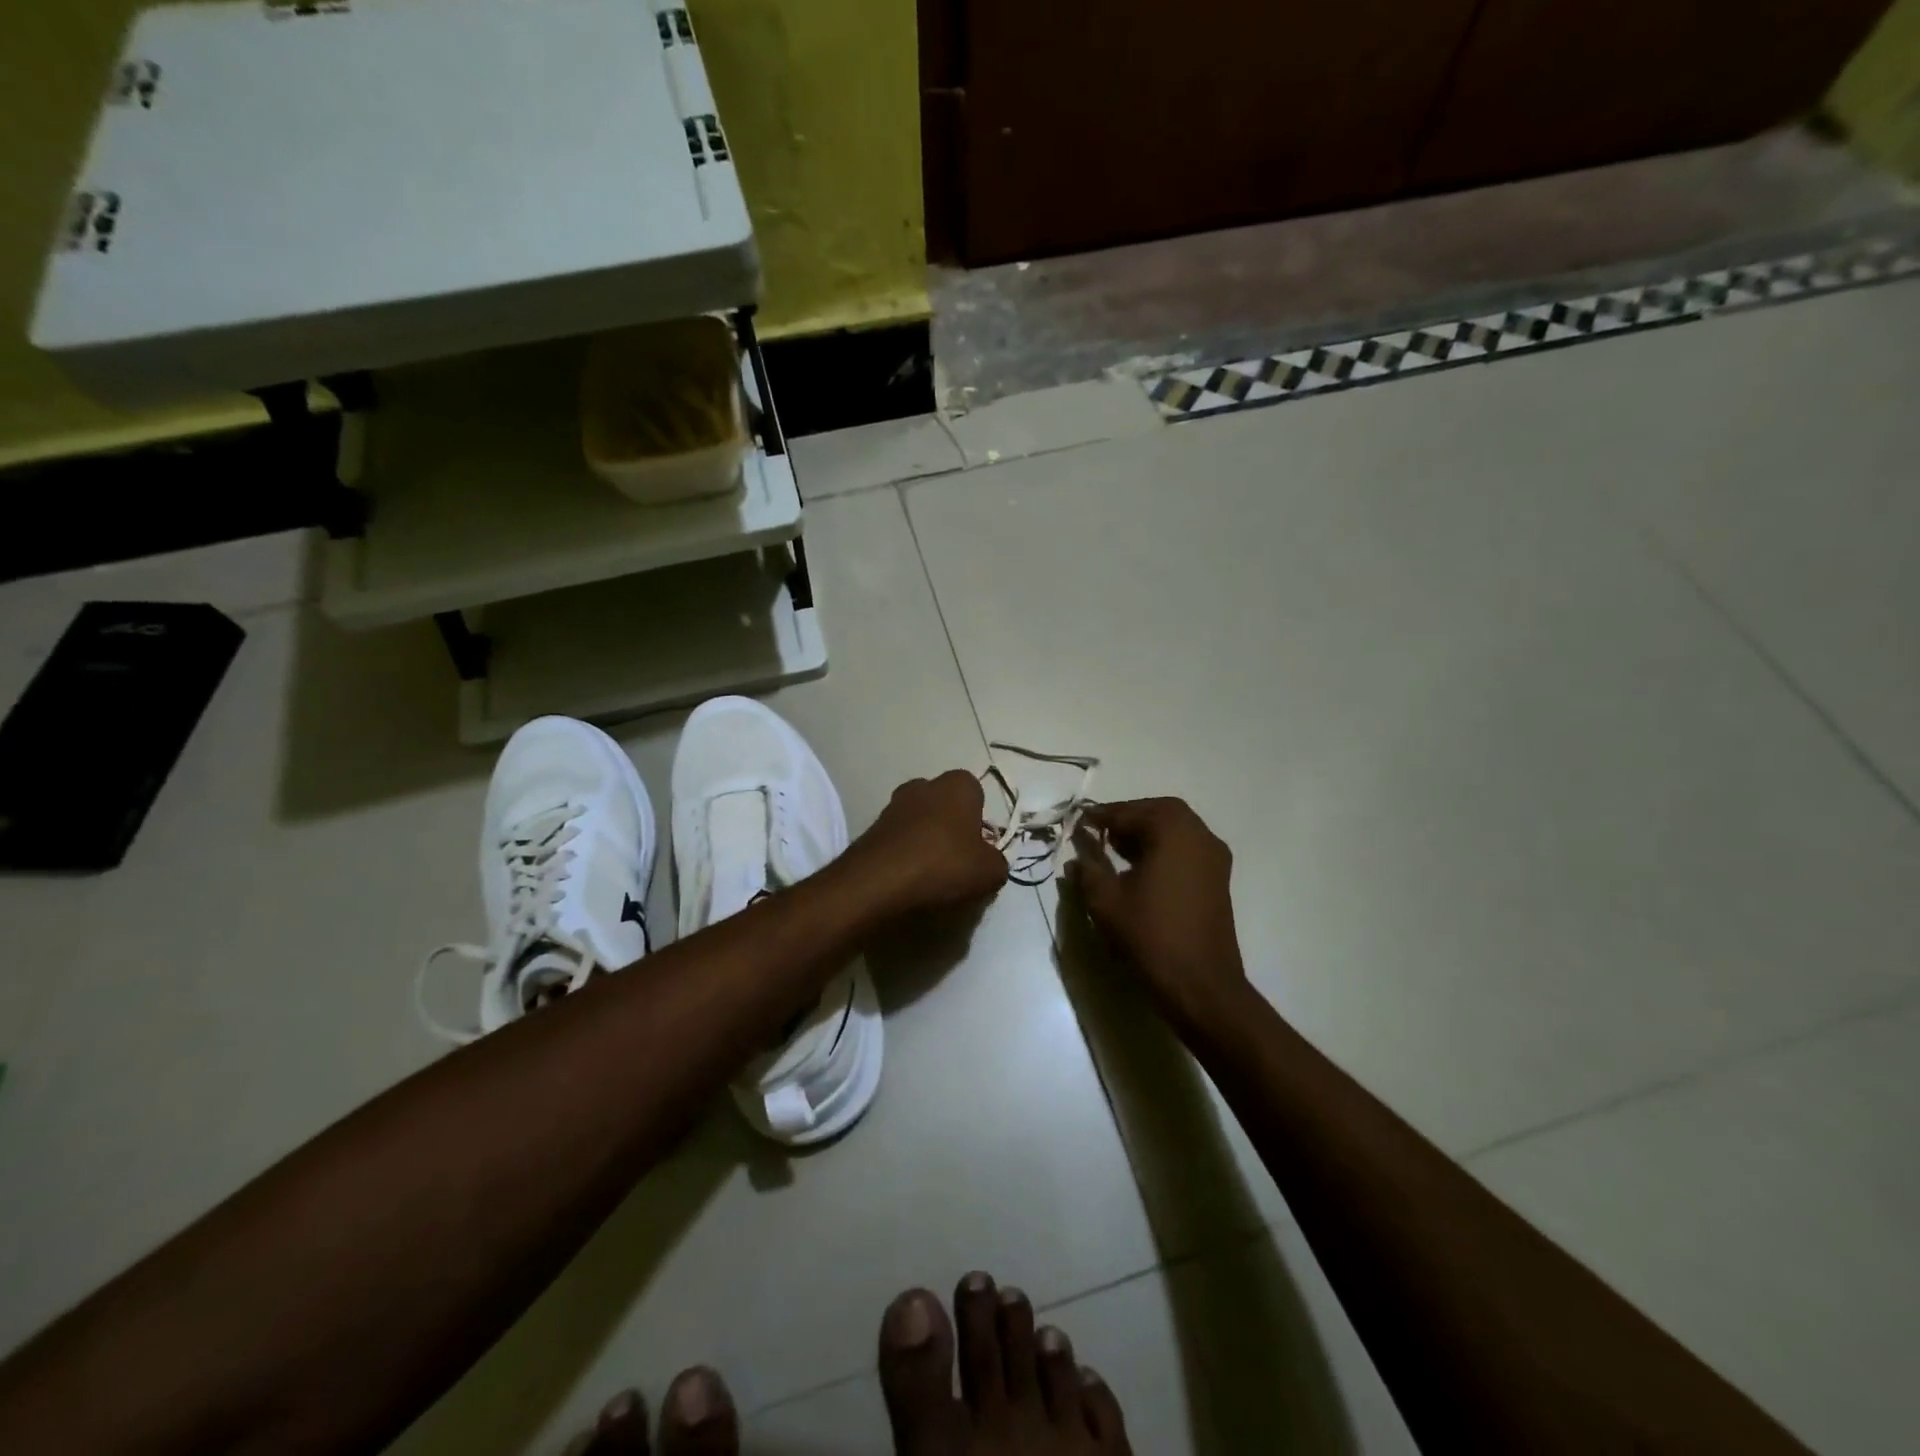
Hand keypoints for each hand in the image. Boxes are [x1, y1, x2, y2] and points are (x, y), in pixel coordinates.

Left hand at [846, 770, 1008, 916]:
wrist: (878, 881)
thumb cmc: (943, 864)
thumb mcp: (990, 872)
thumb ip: (997, 862)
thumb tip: (989, 861)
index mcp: (957, 785)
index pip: (976, 792)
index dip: (980, 820)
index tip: (979, 848)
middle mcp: (923, 786)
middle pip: (944, 804)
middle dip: (950, 826)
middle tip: (956, 860)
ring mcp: (893, 805)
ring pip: (918, 821)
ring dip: (925, 840)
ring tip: (930, 874)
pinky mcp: (871, 828)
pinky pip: (898, 839)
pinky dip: (904, 854)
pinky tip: (907, 879)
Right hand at [1068, 798, 1248, 1030]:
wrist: (1201, 984)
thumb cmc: (1151, 935)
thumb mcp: (1106, 900)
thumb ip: (1089, 869)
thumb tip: (1078, 855)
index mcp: (1173, 831)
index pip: (1130, 812)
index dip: (1101, 817)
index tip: (1078, 821)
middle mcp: (1199, 834)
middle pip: (1159, 811)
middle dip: (1127, 817)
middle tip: (1099, 831)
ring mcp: (1214, 857)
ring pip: (1176, 829)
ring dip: (1146, 831)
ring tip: (1115, 848)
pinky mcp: (1218, 878)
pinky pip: (1187, 847)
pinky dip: (1163, 847)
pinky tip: (1140, 867)